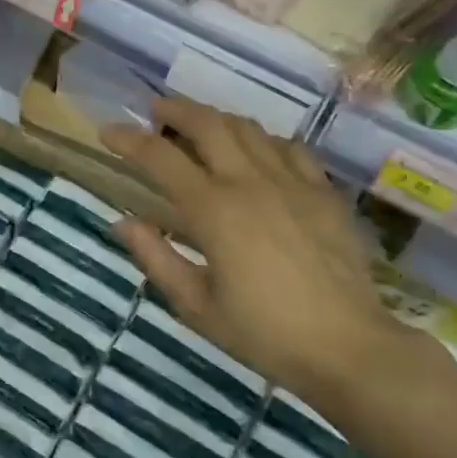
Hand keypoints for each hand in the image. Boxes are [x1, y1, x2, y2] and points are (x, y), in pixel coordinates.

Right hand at [103, 96, 414, 408]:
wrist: (349, 347)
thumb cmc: (265, 333)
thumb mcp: (197, 306)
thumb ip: (156, 259)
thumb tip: (123, 223)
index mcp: (214, 210)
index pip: (160, 157)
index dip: (128, 139)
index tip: (108, 132)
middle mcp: (250, 181)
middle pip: (207, 123)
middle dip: (174, 109)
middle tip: (156, 112)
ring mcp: (292, 181)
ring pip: (248, 127)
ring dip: (216, 119)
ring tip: (201, 127)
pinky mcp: (323, 191)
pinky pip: (289, 147)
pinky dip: (263, 141)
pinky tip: (258, 154)